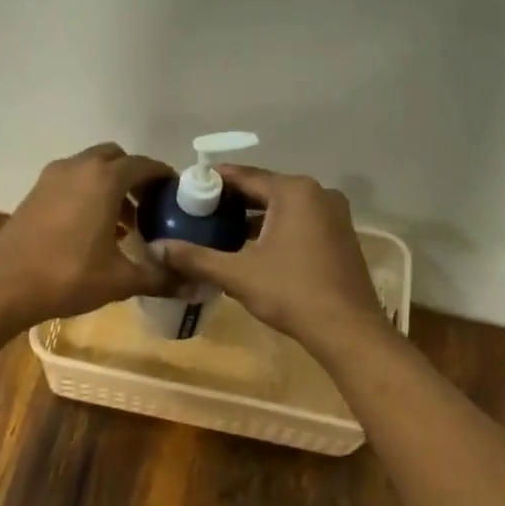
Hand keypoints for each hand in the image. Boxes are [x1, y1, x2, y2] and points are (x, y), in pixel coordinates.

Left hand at [0, 143, 173, 326]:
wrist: (5, 284)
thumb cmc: (69, 276)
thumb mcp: (121, 280)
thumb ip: (160, 278)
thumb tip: (196, 288)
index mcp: (104, 179)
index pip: (144, 165)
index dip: (163, 177)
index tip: (177, 194)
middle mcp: (78, 168)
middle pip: (115, 159)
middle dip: (135, 178)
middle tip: (149, 207)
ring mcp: (52, 178)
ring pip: (90, 169)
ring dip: (110, 187)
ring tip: (124, 223)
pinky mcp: (35, 192)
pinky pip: (71, 181)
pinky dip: (87, 194)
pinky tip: (94, 230)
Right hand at [155, 165, 390, 353]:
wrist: (347, 329)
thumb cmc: (292, 293)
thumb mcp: (238, 275)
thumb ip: (196, 257)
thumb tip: (157, 249)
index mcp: (294, 191)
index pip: (245, 176)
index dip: (213, 182)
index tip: (186, 189)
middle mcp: (318, 193)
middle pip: (265, 190)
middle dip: (232, 201)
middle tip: (198, 213)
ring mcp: (334, 215)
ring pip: (283, 208)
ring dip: (253, 218)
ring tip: (219, 232)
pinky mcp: (340, 236)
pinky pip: (300, 222)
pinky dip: (275, 229)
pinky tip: (252, 249)